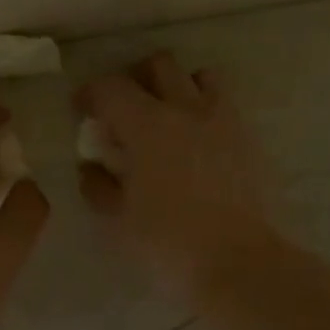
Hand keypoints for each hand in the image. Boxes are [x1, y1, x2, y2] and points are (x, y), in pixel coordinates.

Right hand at [76, 52, 274, 302]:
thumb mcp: (116, 221)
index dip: (90, 94)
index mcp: (146, 125)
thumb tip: (91, 168)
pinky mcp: (247, 139)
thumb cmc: (168, 242)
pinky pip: (224, 104)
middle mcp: (185, 109)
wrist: (239, 264)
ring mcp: (222, 121)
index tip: (81, 110)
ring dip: (178, 86)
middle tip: (124, 107)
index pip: (110, 88)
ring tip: (166, 115)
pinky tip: (196, 139)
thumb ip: (98, 187)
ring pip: (200, 76)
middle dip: (135, 78)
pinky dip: (205, 107)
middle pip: (159, 65)